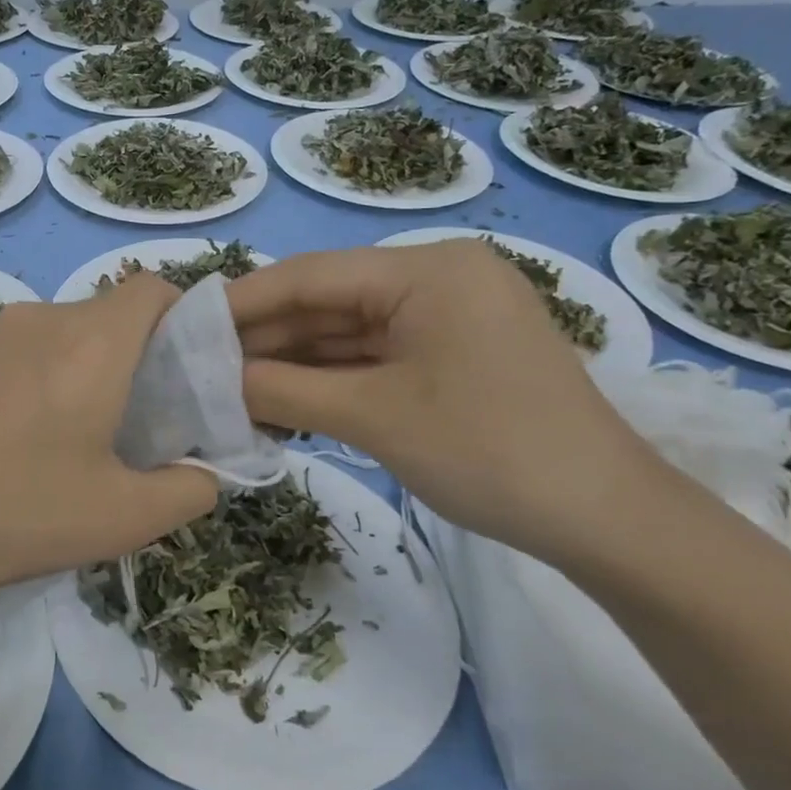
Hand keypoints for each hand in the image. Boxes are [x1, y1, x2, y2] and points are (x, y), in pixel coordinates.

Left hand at [0, 272, 218, 613]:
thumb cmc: (23, 515)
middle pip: (104, 315)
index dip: (179, 318)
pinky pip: (9, 350)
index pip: (151, 288)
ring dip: (75, 367)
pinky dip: (28, 376)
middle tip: (128, 420)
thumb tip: (204, 473)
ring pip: (55, 333)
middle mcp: (37, 318)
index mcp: (90, 341)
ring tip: (62, 435)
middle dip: (130, 355)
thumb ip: (192, 489)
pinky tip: (5, 437)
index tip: (178, 373)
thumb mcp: (128, 518)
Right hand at [225, 241, 666, 566]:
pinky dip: (328, 380)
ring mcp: (447, 319)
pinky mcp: (451, 356)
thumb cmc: (488, 451)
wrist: (605, 519)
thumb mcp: (373, 417)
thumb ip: (283, 391)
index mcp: (427, 270)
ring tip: (227, 389)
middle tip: (199, 366)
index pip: (312, 275)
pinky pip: (374, 359)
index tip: (185, 324)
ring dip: (292, 364)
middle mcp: (437, 279)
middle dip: (265, 338)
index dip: (244, 300)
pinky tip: (280, 402)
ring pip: (347, 334)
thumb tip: (212, 381)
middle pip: (329, 303)